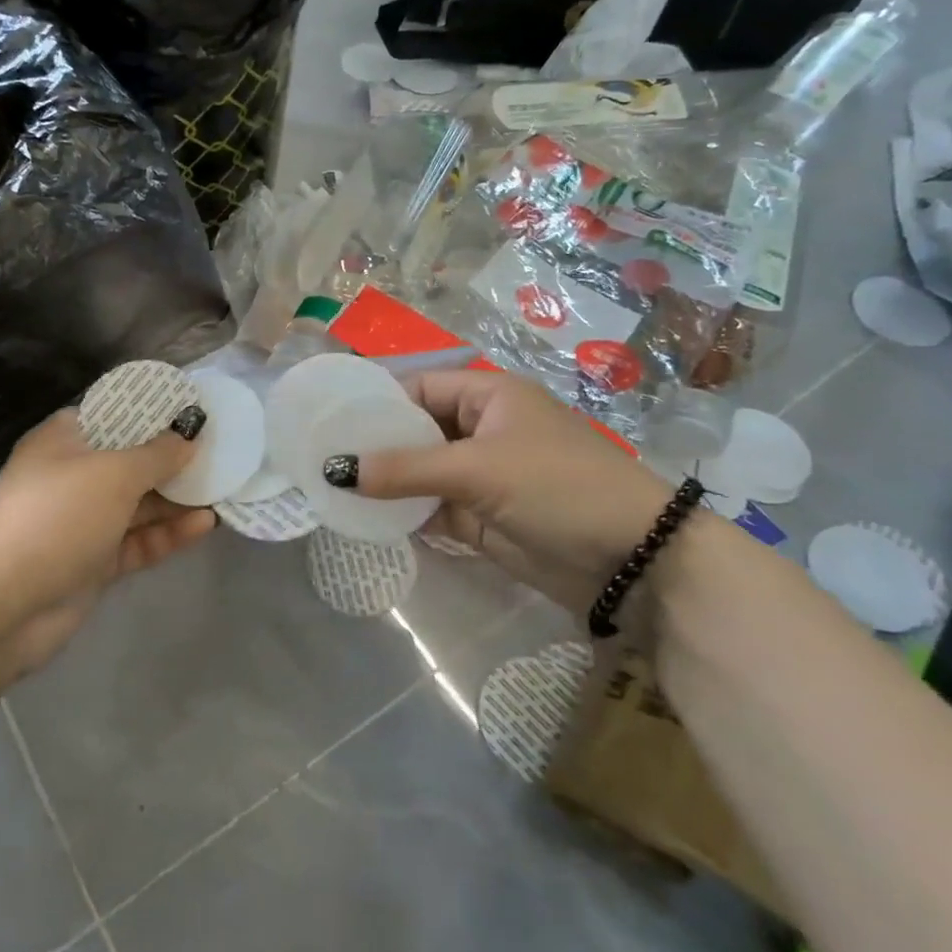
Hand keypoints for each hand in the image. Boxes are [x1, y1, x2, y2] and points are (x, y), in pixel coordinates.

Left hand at [0, 412, 215, 672]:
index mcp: (64, 441)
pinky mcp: (94, 562)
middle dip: (173, 459)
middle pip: (131, 461)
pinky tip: (205, 524)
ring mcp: (83, 522)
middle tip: (221, 453)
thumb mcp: (113, 474)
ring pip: (138, 504)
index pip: (113, 416)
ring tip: (224, 489)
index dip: (152, 412)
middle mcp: (72, 477)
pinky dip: (168, 533)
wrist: (4, 606)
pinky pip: (138, 541)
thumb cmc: (57, 517)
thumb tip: (188, 435)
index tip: (193, 412)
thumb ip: (157, 454)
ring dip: (177, 499)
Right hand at [353, 371, 673, 612]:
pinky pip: (429, 507)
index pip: (416, 388)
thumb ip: (404, 469)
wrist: (634, 563)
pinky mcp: (480, 516)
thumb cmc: (559, 488)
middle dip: (372, 446)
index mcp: (487, 396)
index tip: (325, 420)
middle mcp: (480, 429)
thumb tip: (335, 469)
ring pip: (418, 472)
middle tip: (317, 458)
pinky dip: (401, 513)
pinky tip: (362, 517)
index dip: (373, 402)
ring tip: (328, 488)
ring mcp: (480, 475)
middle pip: (413, 431)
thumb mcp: (478, 470)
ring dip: (383, 482)